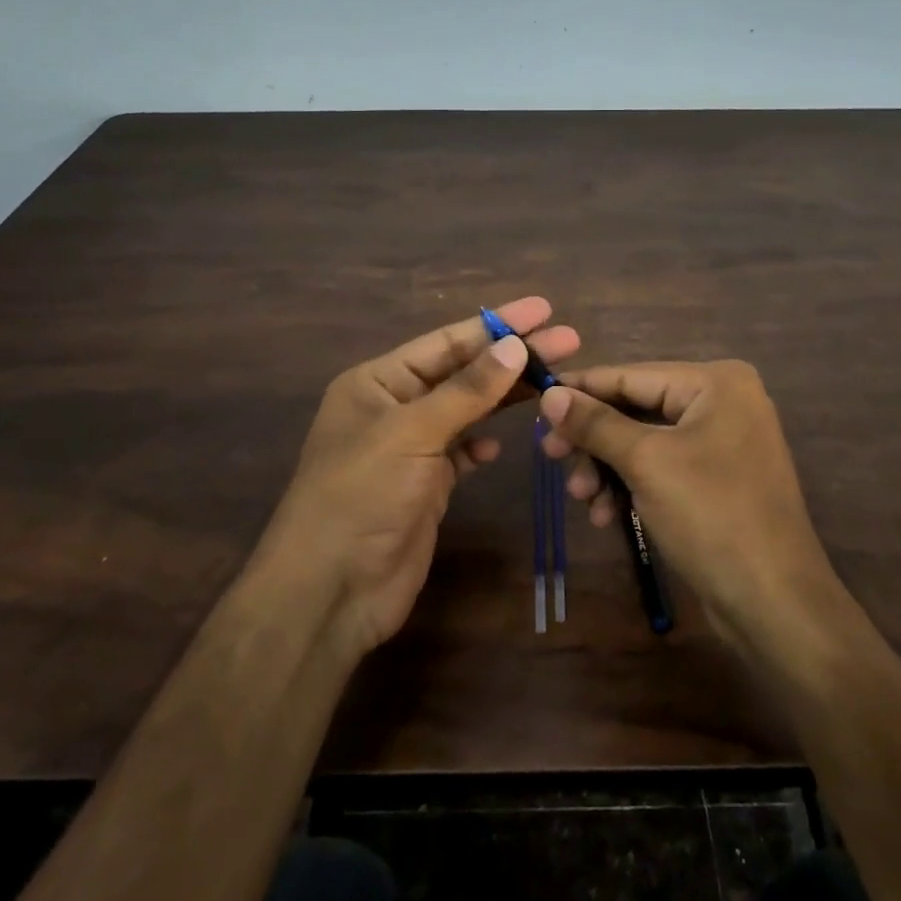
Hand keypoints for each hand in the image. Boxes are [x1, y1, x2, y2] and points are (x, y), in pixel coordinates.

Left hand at [253, 297, 579, 660]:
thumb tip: (516, 346)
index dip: (497, 324)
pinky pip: (462, 451)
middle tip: (569, 341)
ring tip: (554, 382)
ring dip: (505, 398)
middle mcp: (394, 407)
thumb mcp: (412, 433)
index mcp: (378, 381)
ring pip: (468, 410)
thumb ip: (467, 390)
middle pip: (463, 372)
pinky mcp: (426, 484)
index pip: (446, 342)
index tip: (544, 309)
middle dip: (512, 357)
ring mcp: (411, 447)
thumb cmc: (361, 496)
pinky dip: (482, 444)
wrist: (331, 591)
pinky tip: (500, 447)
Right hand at [539, 361, 846, 649]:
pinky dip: (631, 486)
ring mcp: (722, 442)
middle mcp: (723, 402)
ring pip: (644, 442)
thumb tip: (549, 393)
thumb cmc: (712, 517)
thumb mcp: (646, 463)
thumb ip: (595, 424)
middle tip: (549, 456)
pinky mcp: (717, 479)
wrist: (774, 602)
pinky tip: (607, 516)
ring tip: (582, 498)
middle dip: (593, 439)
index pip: (631, 375)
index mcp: (716, 382)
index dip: (581, 389)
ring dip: (607, 468)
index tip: (535, 401)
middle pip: (636, 409)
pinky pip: (662, 467)